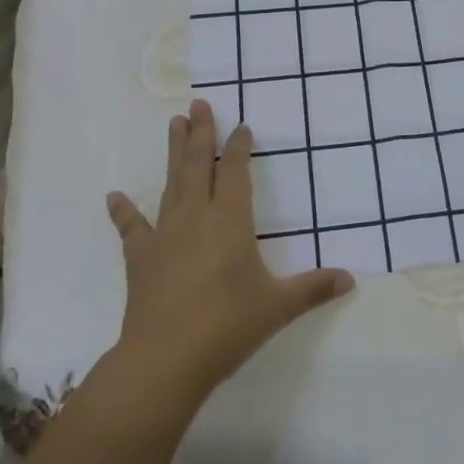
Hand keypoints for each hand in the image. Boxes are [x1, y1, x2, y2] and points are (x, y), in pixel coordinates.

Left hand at [106, 100, 354, 409]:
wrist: (165, 360)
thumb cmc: (227, 326)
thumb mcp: (278, 307)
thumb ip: (314, 288)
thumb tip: (351, 279)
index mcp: (230, 221)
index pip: (236, 173)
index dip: (239, 148)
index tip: (241, 127)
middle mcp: (196, 217)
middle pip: (199, 166)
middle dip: (201, 133)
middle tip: (198, 104)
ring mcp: (164, 235)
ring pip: (171, 184)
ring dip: (174, 153)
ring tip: (174, 124)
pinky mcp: (140, 258)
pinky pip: (131, 228)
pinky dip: (123, 212)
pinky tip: (113, 197)